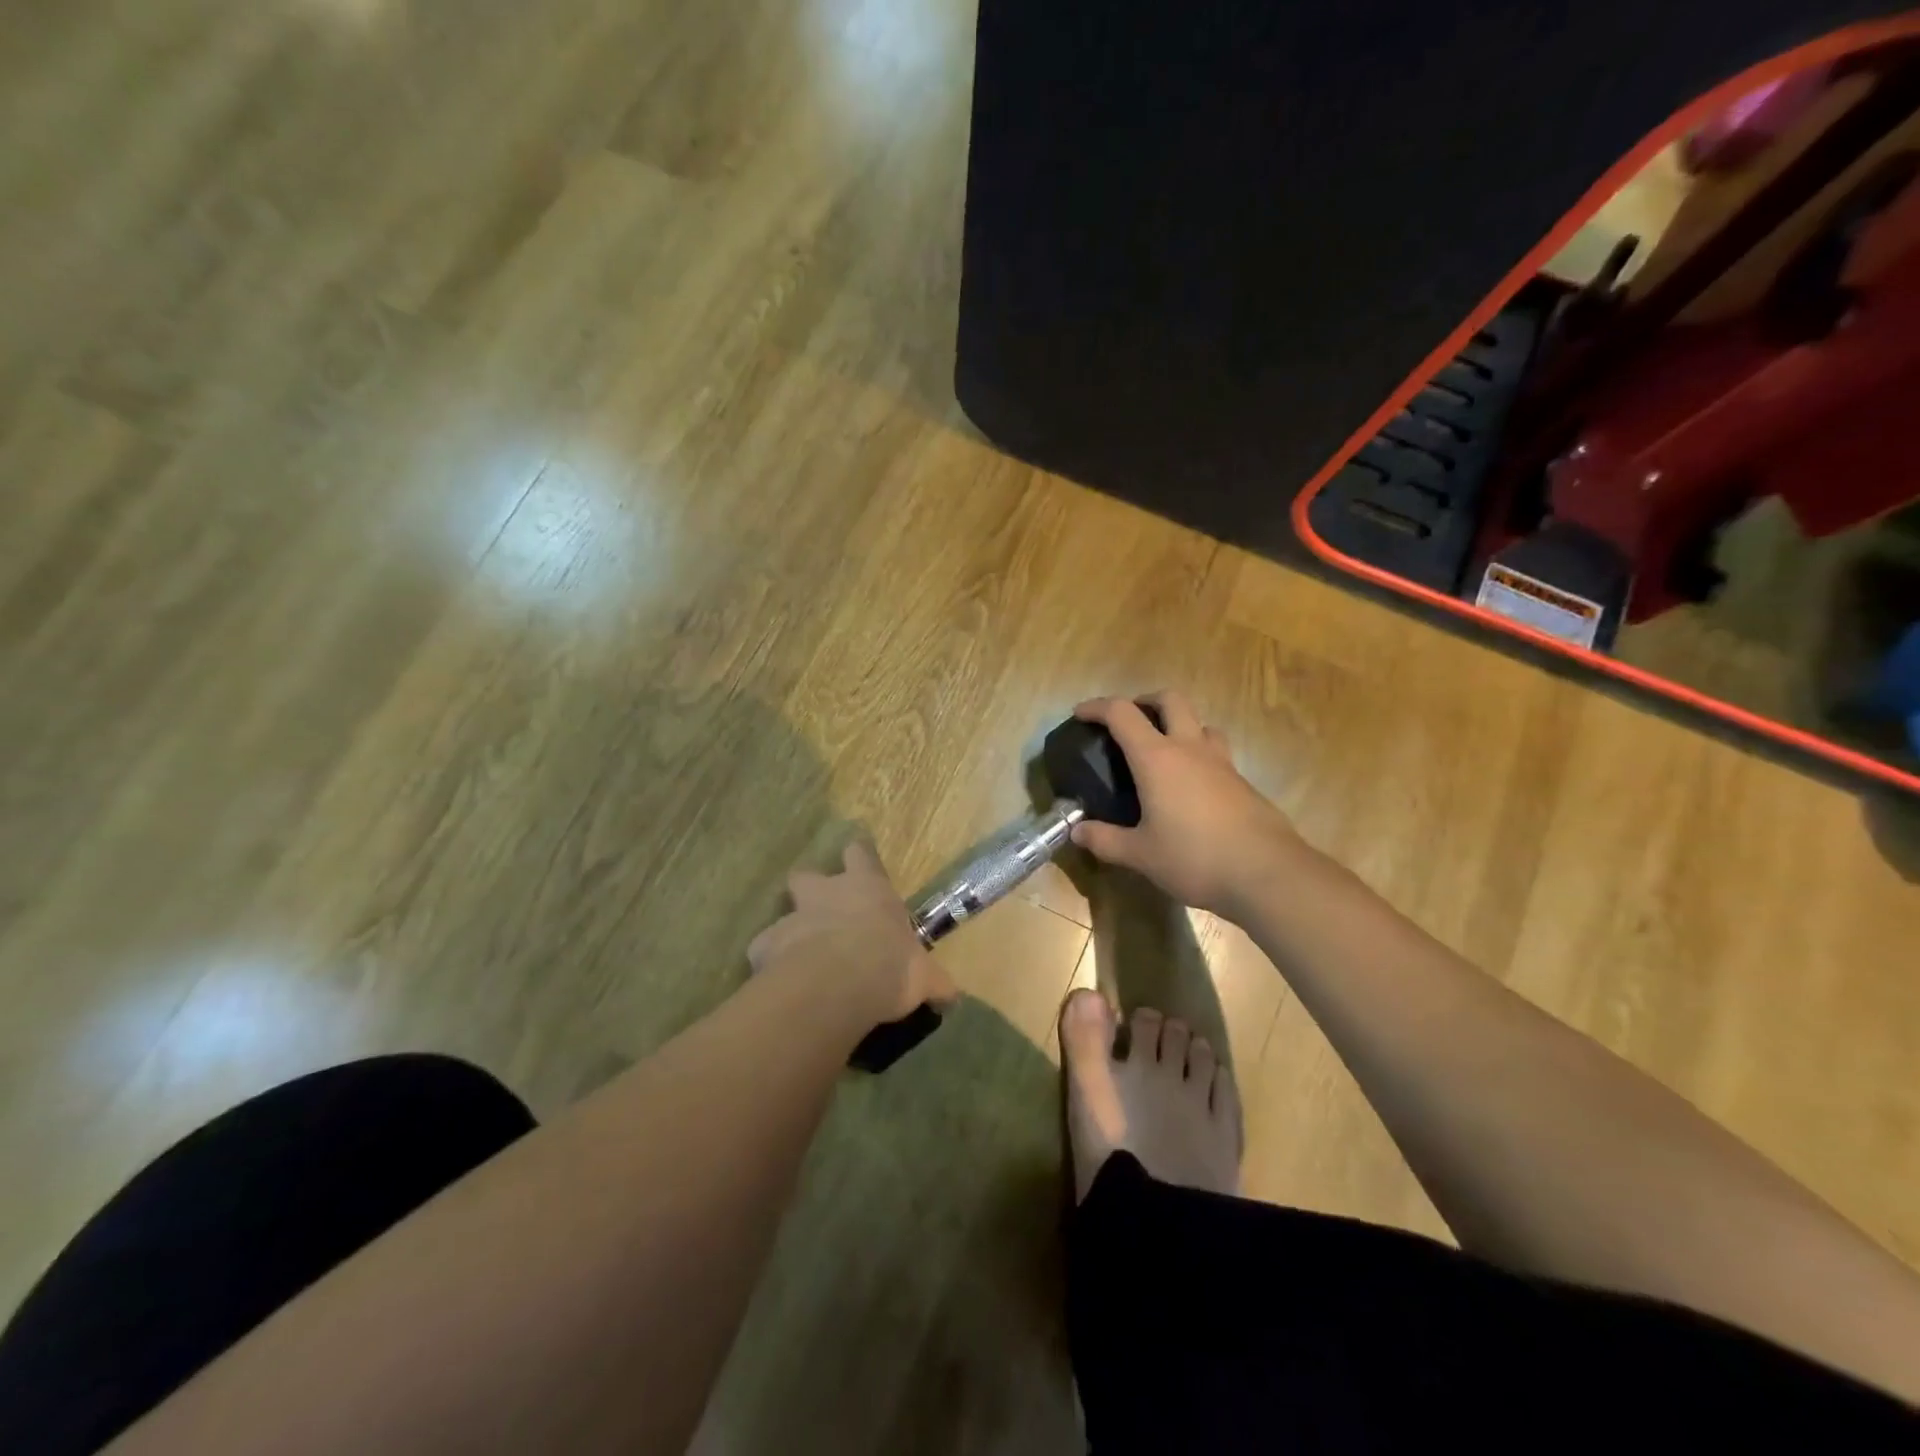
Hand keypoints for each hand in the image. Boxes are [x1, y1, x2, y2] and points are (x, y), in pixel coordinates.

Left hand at [748, 842, 955, 1025]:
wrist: (837, 985)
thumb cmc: (889, 966)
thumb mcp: (925, 977)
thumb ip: (935, 982)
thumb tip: (952, 995)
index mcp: (868, 889)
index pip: (860, 854)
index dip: (859, 859)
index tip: (859, 865)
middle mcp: (826, 893)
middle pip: (808, 875)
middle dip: (811, 889)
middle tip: (822, 915)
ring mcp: (792, 917)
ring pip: (782, 914)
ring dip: (790, 931)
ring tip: (799, 958)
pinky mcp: (765, 945)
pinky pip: (763, 950)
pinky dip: (770, 963)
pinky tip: (779, 983)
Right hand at [1069, 692, 1304, 917]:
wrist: (1267, 873)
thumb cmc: (1194, 857)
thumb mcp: (1140, 855)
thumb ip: (1105, 840)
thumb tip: (1077, 832)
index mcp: (1157, 759)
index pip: (1122, 714)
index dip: (1097, 707)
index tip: (1080, 714)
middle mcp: (1190, 749)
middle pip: (1170, 700)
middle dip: (1145, 701)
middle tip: (1130, 720)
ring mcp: (1222, 763)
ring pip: (1201, 723)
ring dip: (1179, 724)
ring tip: (1164, 750)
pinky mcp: (1243, 783)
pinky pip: (1217, 753)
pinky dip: (1198, 755)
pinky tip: (1191, 788)